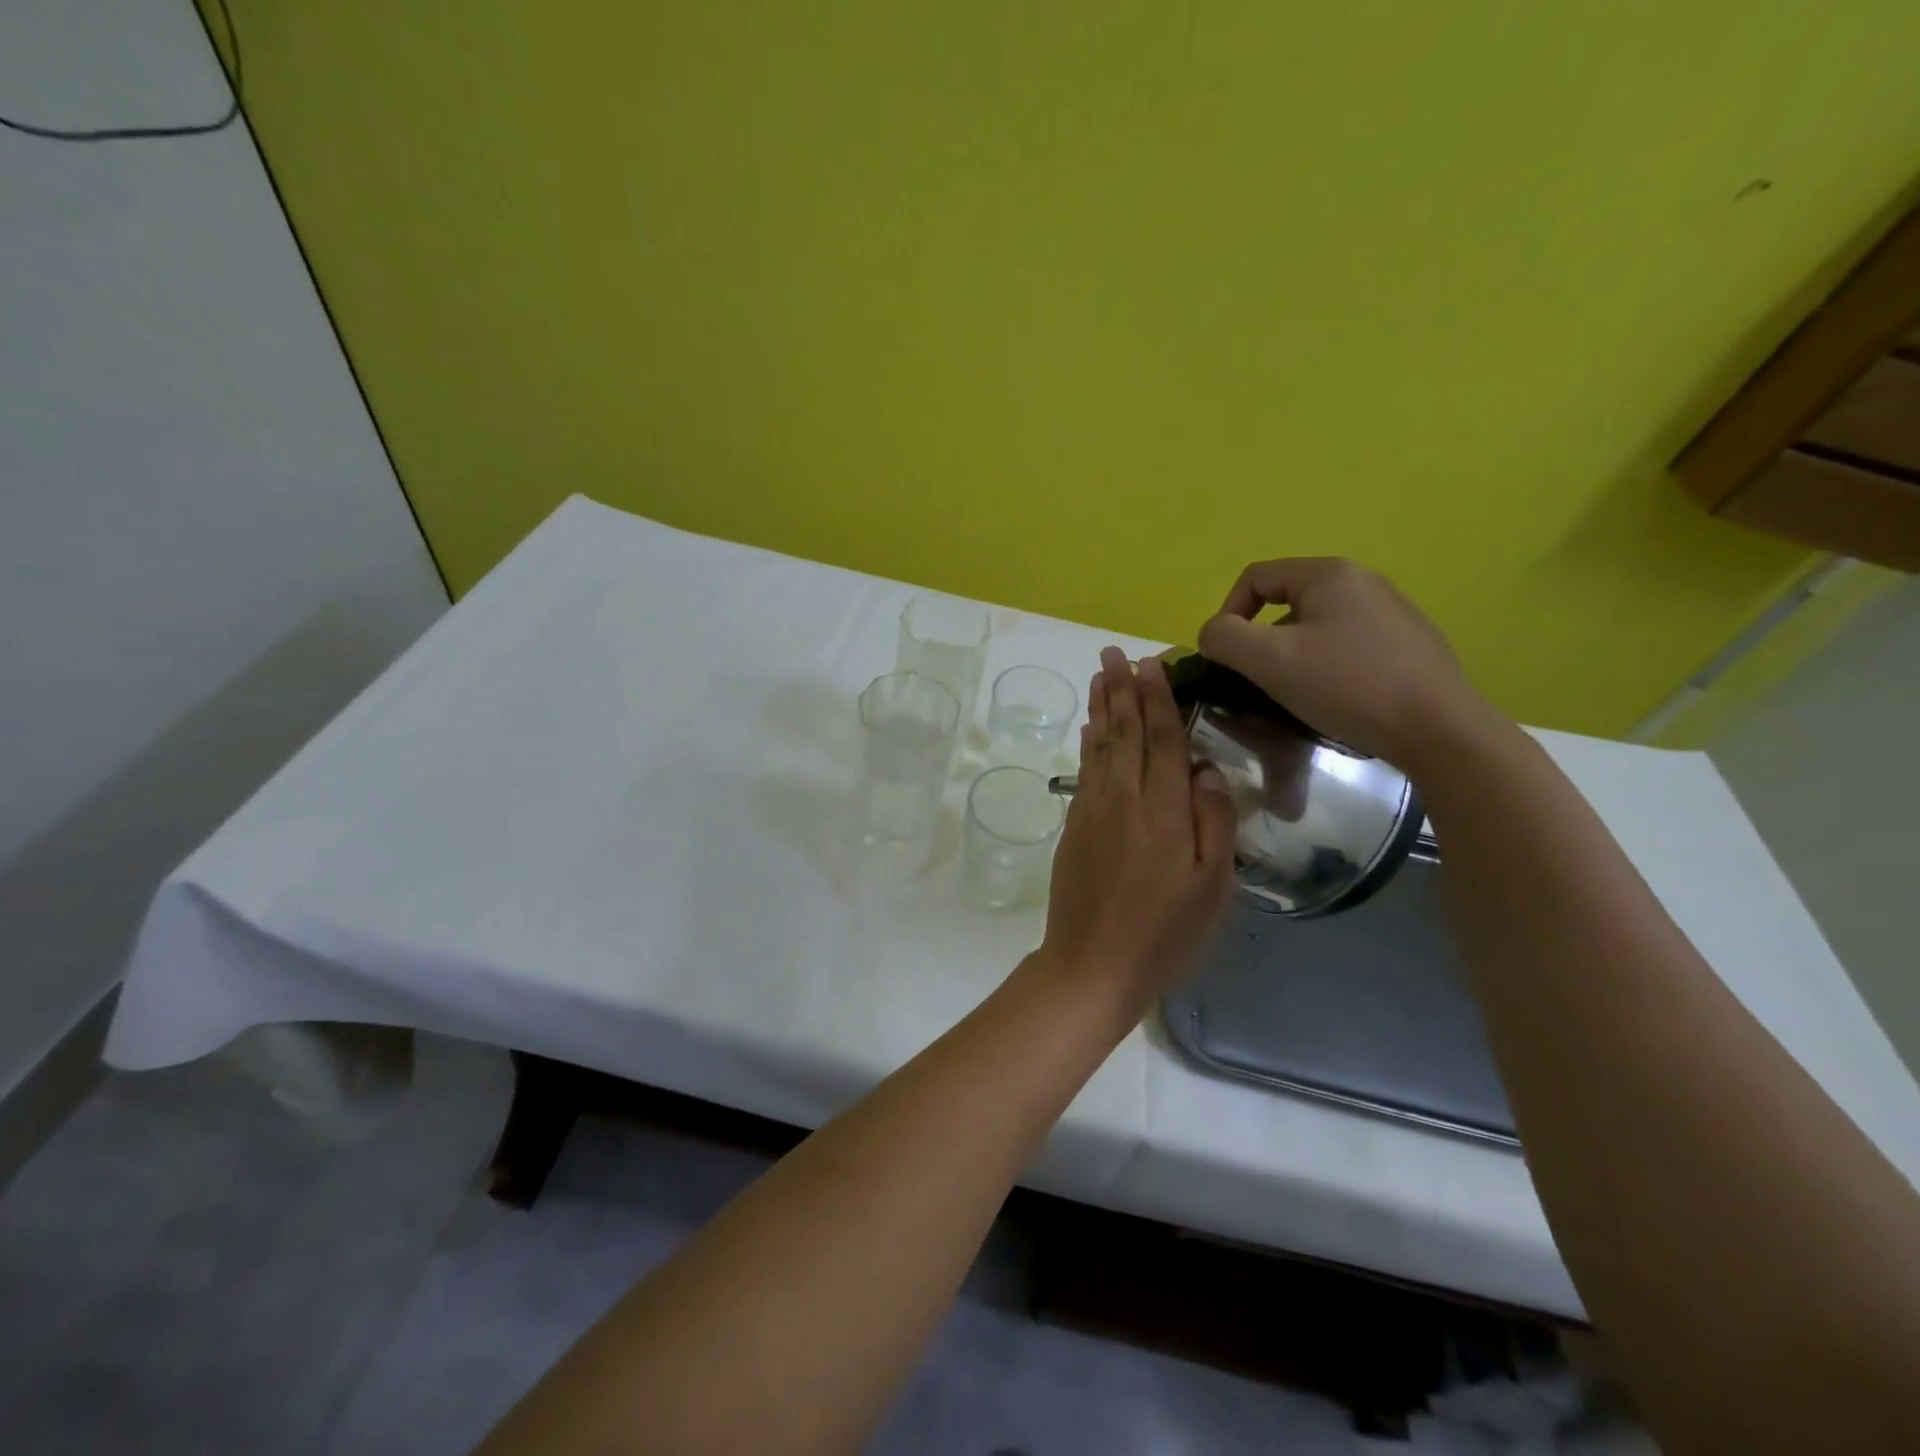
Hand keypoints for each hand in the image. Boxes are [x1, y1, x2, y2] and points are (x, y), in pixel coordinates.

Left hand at [1039, 649, 1237, 1013]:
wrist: (1092, 964)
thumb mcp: (1212, 887)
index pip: (1162, 740)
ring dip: (1101, 708)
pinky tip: (1090, 729)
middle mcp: (1124, 800)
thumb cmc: (1164, 933)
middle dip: (1122, 690)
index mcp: (1163, 812)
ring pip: (1099, 747)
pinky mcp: (1074, 827)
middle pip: (1125, 733)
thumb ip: (1214, 823)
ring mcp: (1093, 811)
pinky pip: (1084, 772)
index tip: (1152, 663)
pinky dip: (1088, 744)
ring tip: (1100, 675)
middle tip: (1115, 653)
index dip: (1158, 699)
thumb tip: (1206, 770)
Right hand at [1196, 557, 1504, 774]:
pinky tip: (1335, 700)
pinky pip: (1346, 647)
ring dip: (1292, 658)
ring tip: (1295, 696)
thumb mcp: (1270, 661)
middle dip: (1262, 642)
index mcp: (1329, 574)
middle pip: (1286, 603)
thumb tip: (1212, 634)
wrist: (1439, 729)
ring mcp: (1391, 613)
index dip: (1227, 613)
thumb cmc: (1347, 685)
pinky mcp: (1408, 645)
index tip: (1226, 657)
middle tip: (1259, 681)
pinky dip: (1326, 668)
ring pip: (1316, 628)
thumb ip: (1225, 639)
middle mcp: (1363, 582)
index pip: (1255, 577)